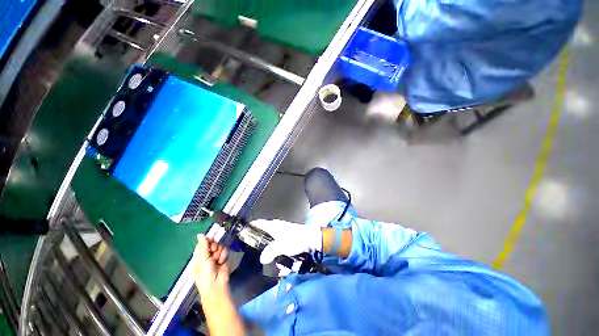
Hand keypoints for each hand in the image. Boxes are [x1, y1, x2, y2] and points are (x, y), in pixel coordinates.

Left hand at [193, 234, 229, 298]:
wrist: (216, 284)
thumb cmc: (206, 273)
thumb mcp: (203, 259)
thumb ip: (203, 245)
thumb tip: (200, 234)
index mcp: (199, 256)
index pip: (203, 243)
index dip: (207, 241)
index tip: (210, 241)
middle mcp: (208, 255)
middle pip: (213, 243)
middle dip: (215, 246)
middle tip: (213, 251)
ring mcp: (216, 256)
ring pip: (220, 246)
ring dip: (220, 252)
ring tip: (218, 260)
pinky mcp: (224, 258)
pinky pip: (226, 250)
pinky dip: (224, 255)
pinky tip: (222, 260)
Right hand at [251, 219, 322, 263]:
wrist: (311, 239)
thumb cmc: (295, 239)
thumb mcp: (281, 246)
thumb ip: (270, 252)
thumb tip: (262, 258)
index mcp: (273, 226)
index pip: (258, 223)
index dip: (250, 227)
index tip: (242, 234)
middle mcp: (276, 227)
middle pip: (263, 233)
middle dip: (260, 243)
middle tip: (256, 253)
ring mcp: (282, 232)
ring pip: (271, 241)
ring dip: (270, 251)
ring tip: (272, 262)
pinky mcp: (287, 238)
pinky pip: (278, 246)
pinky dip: (278, 253)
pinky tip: (281, 263)